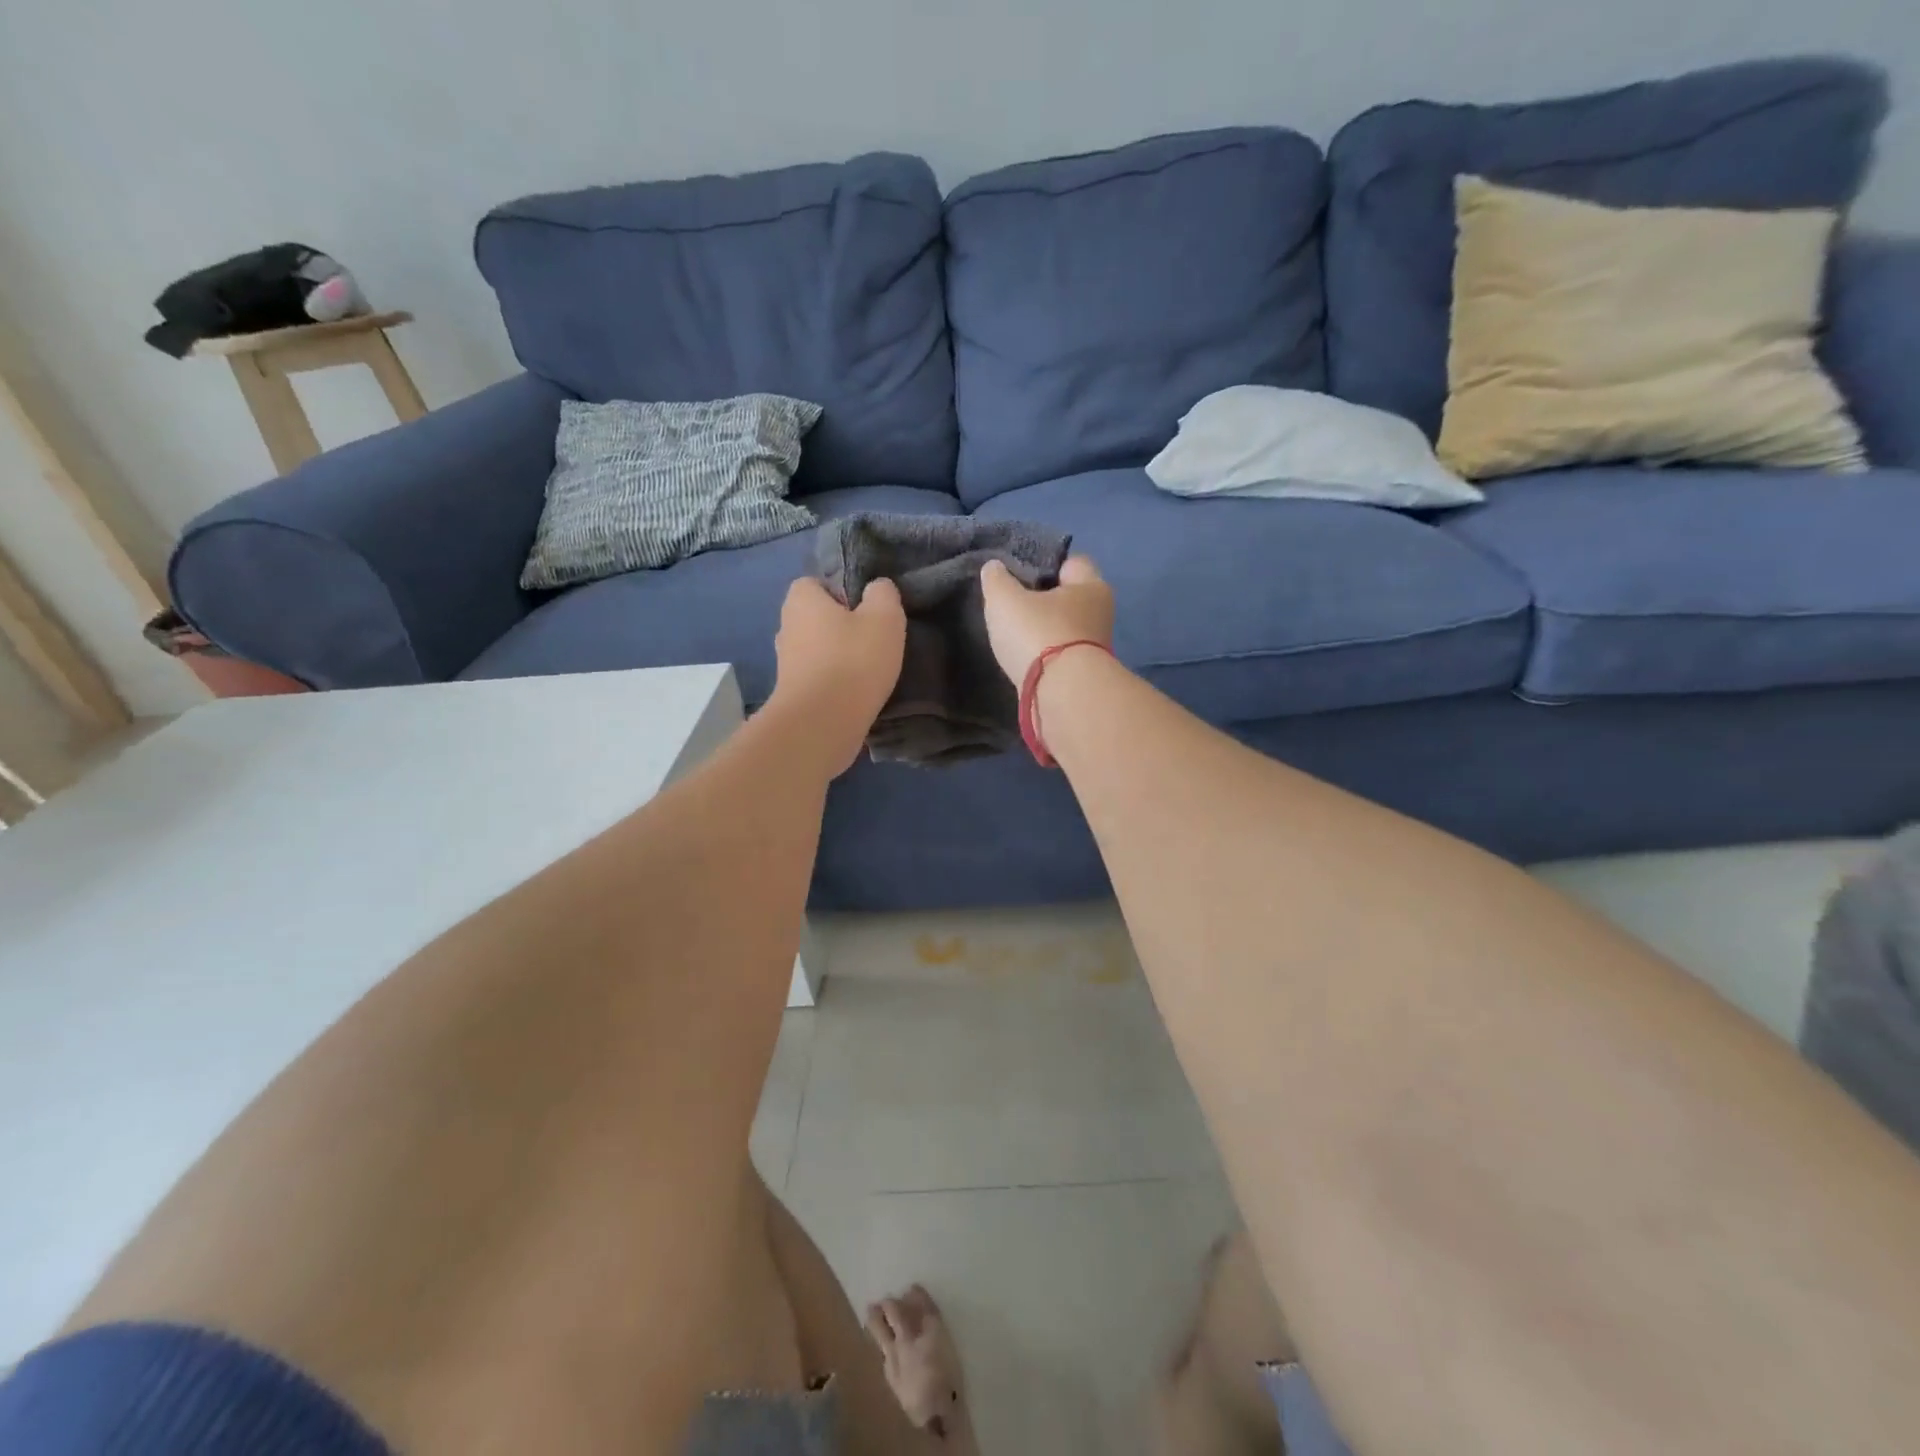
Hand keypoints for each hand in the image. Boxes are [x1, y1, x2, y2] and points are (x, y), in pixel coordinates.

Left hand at [770, 577, 906, 773]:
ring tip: (869, 670)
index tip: (866, 609)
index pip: (815, 583)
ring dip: (838, 658)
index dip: (840, 591)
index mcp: (801, 599)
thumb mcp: (884, 618)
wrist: (822, 723)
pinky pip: (817, 679)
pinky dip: (834, 683)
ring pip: (817, 650)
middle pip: (816, 618)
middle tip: (872, 639)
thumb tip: (877, 588)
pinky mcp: (792, 695)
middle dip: (840, 626)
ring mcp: (785, 664)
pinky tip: (857, 694)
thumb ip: (883, 594)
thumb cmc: (853, 661)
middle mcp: (786, 627)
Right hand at [979, 556, 1113, 685]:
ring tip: (1016, 635)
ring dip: (1046, 632)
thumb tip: (995, 568)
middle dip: (1046, 601)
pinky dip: (1047, 657)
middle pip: (1070, 599)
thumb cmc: (1038, 634)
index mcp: (1091, 585)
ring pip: (1066, 630)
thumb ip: (997, 580)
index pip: (1072, 563)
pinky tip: (1026, 660)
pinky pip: (1062, 656)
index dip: (1047, 564)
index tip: (1021, 574)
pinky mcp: (1085, 676)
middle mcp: (1101, 614)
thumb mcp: (1005, 600)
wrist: (1062, 695)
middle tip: (1014, 605)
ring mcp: (1096, 648)